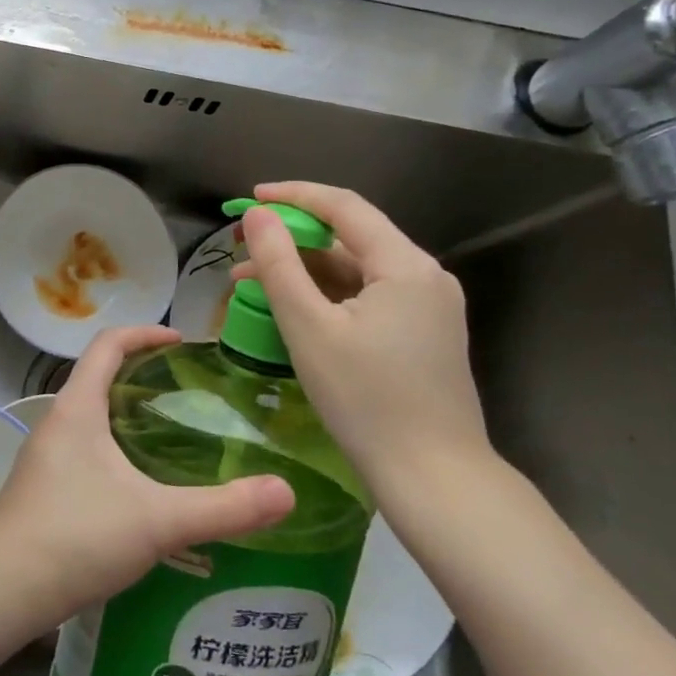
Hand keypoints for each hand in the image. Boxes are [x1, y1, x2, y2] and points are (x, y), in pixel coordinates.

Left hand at [0, 325, 293, 629]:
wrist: (3, 589)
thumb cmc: (77, 535)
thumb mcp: (158, 520)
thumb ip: (223, 507)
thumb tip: (287, 492)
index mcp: (78, 407)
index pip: (107, 344)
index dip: (144, 334)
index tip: (181, 342)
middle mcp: (57, 421)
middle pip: (98, 377)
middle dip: (141, 376)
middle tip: (187, 393)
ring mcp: (45, 455)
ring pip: (90, 417)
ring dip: (126, 416)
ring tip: (172, 438)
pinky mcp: (42, 487)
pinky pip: (83, 449)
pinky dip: (114, 449)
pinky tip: (140, 488)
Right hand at [234, 182, 491, 504]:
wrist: (434, 479)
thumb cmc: (365, 399)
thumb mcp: (309, 326)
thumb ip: (279, 264)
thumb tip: (257, 215)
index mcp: (405, 265)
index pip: (344, 207)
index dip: (293, 196)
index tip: (248, 200)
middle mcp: (425, 276)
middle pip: (350, 237)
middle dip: (292, 238)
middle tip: (241, 248)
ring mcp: (428, 307)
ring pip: (356, 270)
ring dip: (304, 270)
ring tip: (250, 284)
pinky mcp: (423, 334)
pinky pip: (367, 297)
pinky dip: (327, 295)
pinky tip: (291, 309)